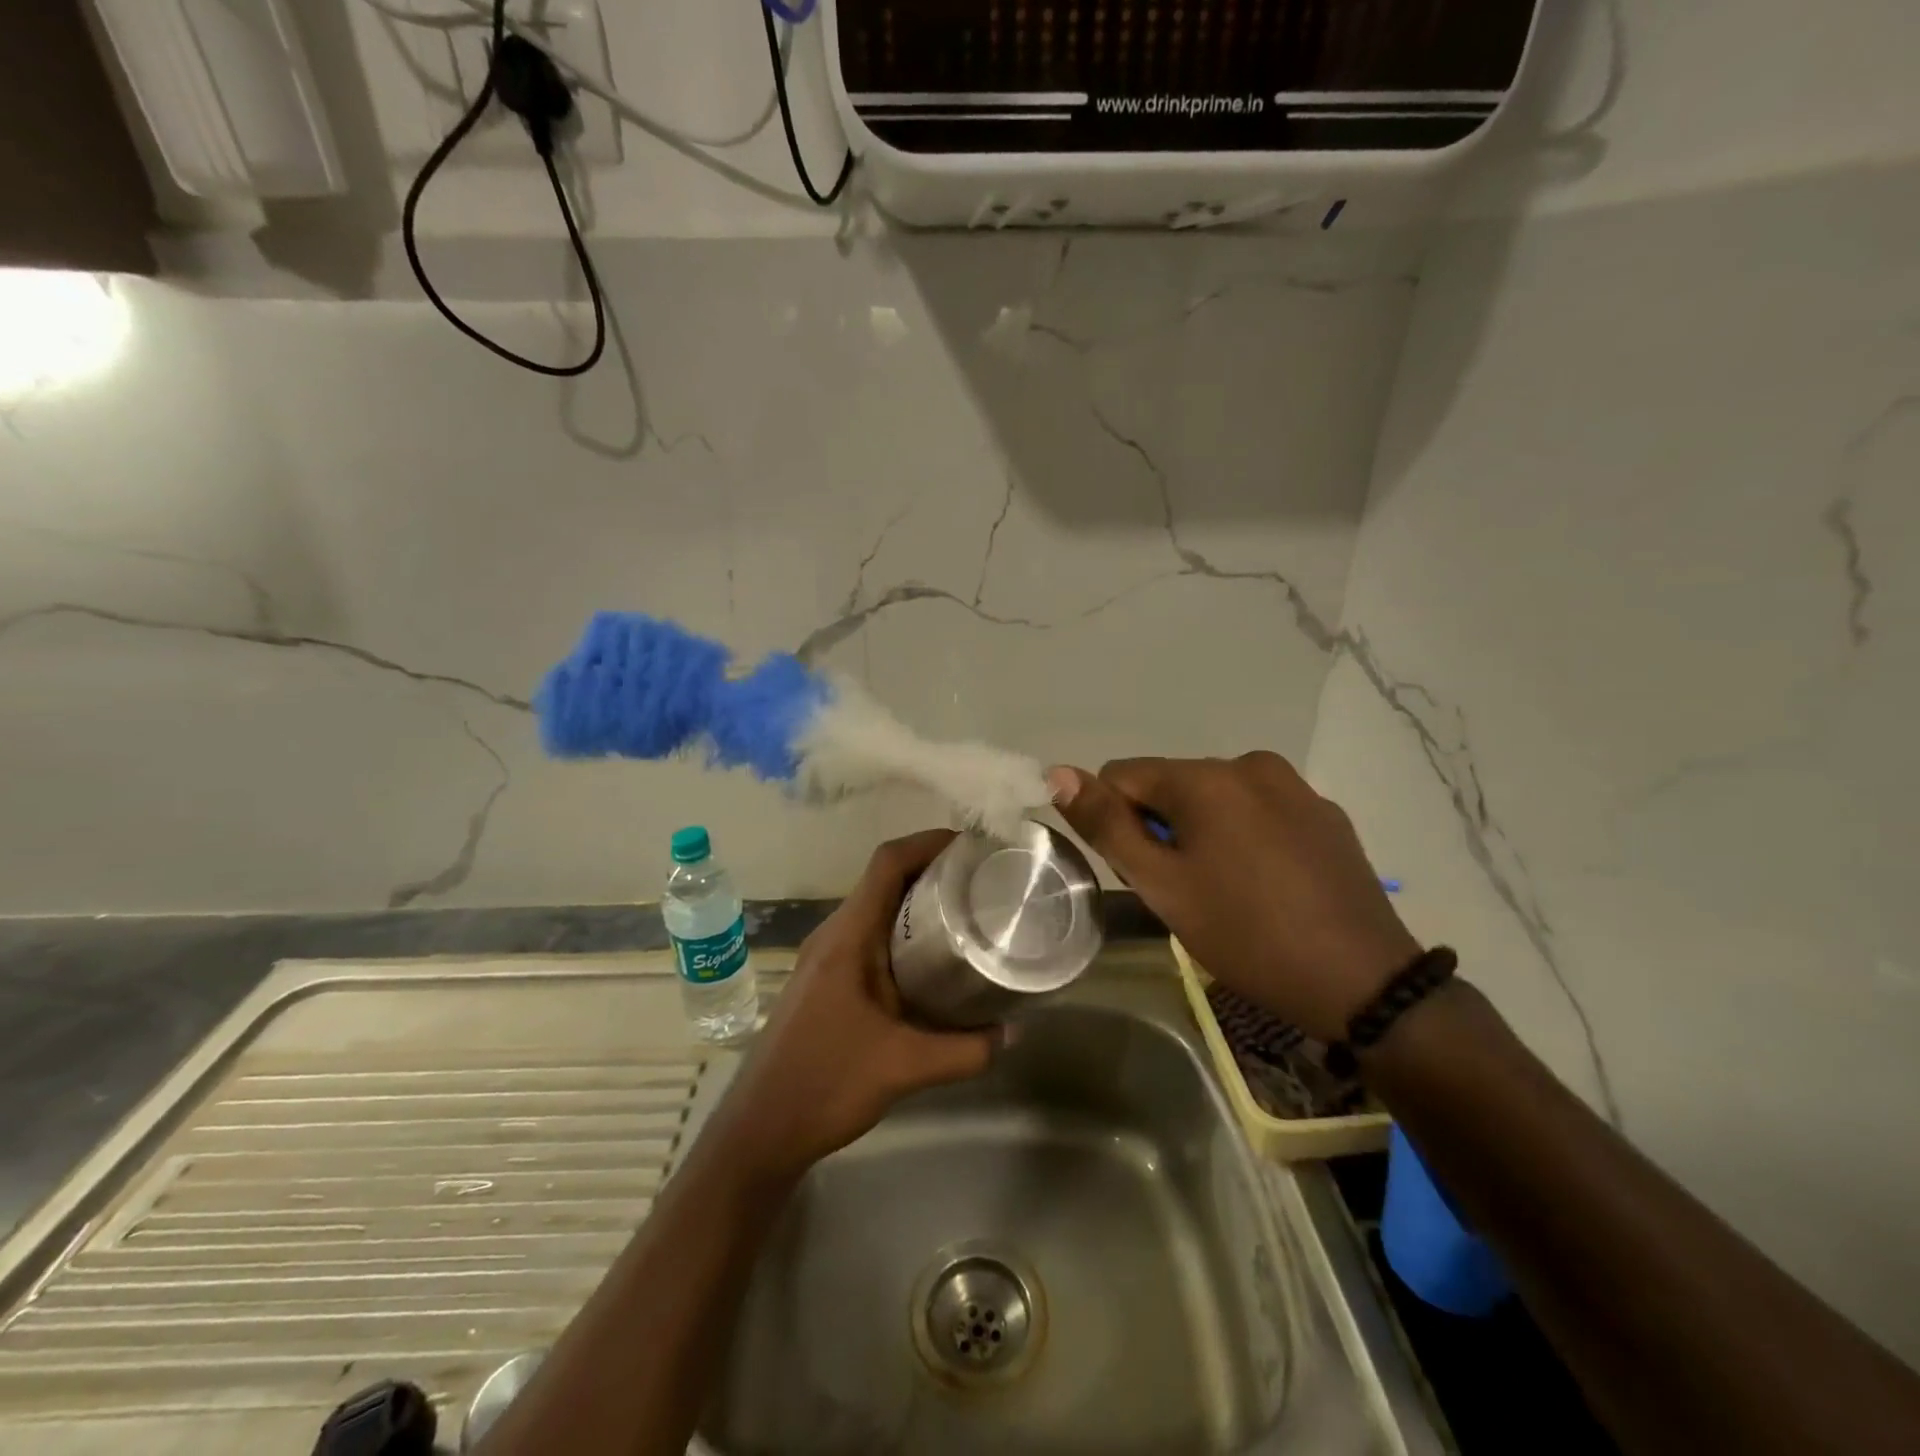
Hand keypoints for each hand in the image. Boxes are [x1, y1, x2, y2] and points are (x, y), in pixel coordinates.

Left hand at [716, 829, 999, 1183]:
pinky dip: (904, 932)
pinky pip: (870, 936)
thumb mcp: (905, 1067)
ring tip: (968, 912)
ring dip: (919, 902)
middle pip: (885, 879)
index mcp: (847, 937)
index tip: (972, 846)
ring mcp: (826, 957)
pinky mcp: (826, 979)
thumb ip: (966, 1051)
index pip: (887, 863)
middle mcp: (834, 934)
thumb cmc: (825, 1084)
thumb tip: (1014, 1032)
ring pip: (877, 909)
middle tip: (982, 880)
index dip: (928, 842)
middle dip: (933, 870)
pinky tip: (934, 961)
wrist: (759, 1130)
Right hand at [1047, 754, 1420, 1042]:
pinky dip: (1245, 835)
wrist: (1362, 981)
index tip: (1143, 872)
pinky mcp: (1325, 813)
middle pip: (1171, 785)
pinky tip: (1266, 883)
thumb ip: (1106, 826)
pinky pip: (1259, 810)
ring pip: (1216, 797)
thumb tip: (1058, 773)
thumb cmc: (1246, 933)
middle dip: (1162, 827)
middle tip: (1184, 889)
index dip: (1117, 823)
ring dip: (1203, 831)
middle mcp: (1251, 764)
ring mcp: (1295, 786)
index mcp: (1206, 778)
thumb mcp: (1163, 885)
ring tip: (1226, 889)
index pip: (1123, 775)